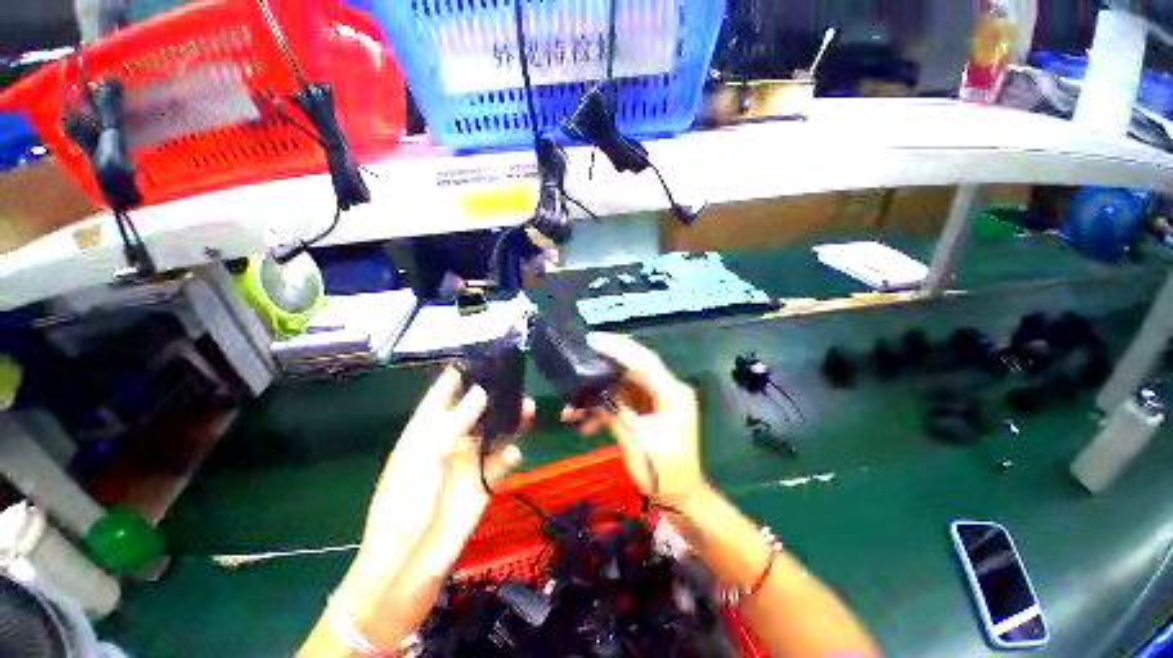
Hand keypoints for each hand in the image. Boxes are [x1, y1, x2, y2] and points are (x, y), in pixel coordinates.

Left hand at [334, 367, 533, 649]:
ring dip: (511, 421)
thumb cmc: (404, 506)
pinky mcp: (484, 482)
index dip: (462, 374)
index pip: (444, 394)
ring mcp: (468, 462)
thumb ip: (455, 424)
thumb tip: (481, 391)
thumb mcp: (424, 459)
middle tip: (517, 382)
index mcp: (426, 432)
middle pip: (477, 409)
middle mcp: (450, 441)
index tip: (485, 356)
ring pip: (495, 432)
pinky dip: (509, 456)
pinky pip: (501, 461)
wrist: (408, 565)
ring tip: (528, 409)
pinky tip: (512, 456)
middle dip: (496, 396)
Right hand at [561, 333, 708, 506]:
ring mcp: (656, 401)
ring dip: (598, 395)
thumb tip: (595, 395)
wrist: (681, 497)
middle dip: (602, 370)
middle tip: (577, 364)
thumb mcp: (638, 441)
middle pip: (631, 370)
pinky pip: (623, 402)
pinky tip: (586, 426)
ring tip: (572, 409)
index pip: (644, 361)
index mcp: (672, 394)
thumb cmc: (665, 472)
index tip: (592, 340)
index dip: (618, 348)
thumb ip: (616, 412)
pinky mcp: (647, 411)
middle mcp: (666, 391)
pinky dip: (604, 409)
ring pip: (622, 387)